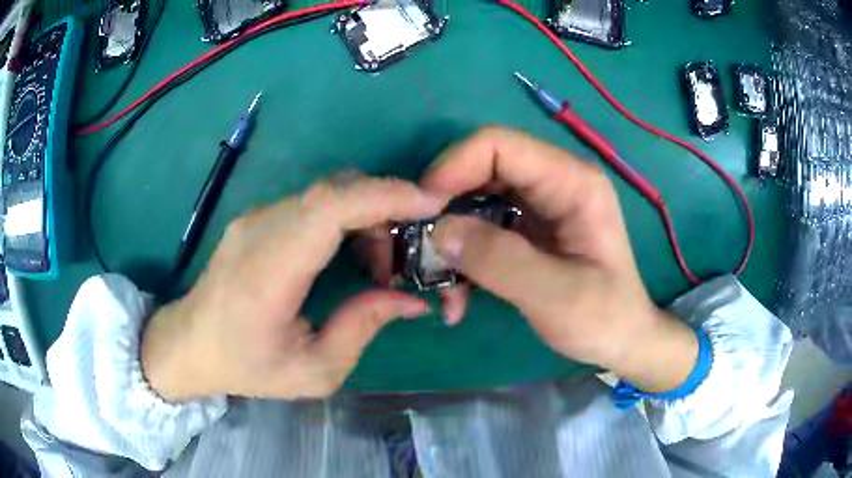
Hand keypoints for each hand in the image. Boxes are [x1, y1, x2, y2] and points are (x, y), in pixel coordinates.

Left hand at [141, 176, 445, 400]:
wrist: (189, 344)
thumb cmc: (245, 366)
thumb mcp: (312, 371)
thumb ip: (362, 329)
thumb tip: (411, 299)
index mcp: (267, 272)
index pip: (329, 208)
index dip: (384, 196)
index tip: (430, 203)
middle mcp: (258, 230)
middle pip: (334, 190)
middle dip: (385, 209)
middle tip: (407, 253)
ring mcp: (254, 218)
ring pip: (326, 192)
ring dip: (366, 216)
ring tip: (378, 264)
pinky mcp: (256, 218)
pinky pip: (312, 203)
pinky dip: (346, 218)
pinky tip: (349, 254)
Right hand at [423, 127, 697, 391]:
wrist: (622, 340)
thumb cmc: (604, 318)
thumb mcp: (557, 296)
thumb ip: (500, 260)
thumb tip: (439, 231)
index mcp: (572, 182)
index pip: (498, 145)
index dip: (452, 168)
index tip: (423, 212)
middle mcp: (554, 182)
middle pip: (480, 169)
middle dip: (444, 207)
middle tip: (421, 252)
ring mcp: (539, 205)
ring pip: (475, 199)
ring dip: (450, 238)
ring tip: (442, 286)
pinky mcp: (527, 228)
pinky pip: (481, 226)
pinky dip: (463, 256)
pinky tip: (459, 295)